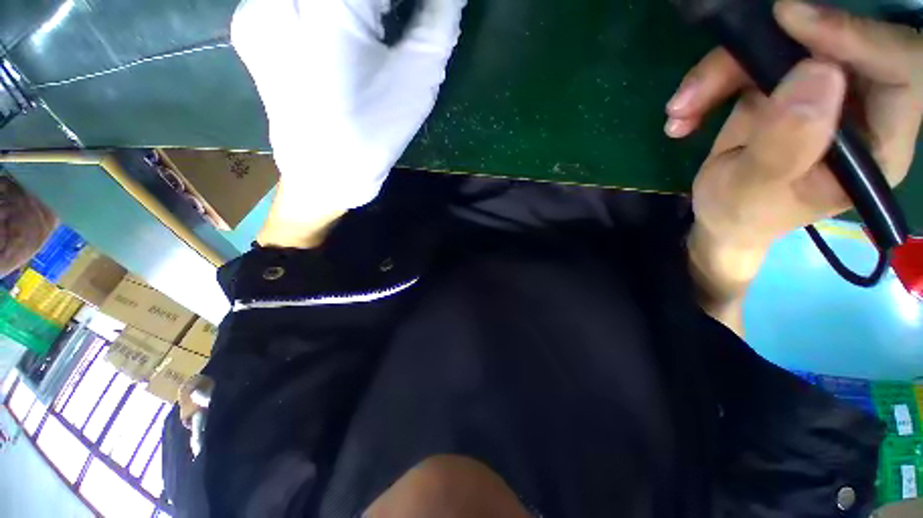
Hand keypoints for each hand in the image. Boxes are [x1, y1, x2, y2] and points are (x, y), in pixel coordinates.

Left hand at [232, 0, 466, 216]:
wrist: (326, 169)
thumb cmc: (377, 130)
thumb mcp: (419, 76)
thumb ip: (440, 16)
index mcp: (330, 6)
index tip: (420, 11)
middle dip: (383, 2)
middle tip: (397, 18)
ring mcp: (258, 3)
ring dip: (358, 5)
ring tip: (376, 24)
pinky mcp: (249, 20)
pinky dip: (324, 7)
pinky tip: (339, 29)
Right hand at [667, 0, 921, 253]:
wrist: (719, 214)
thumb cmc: (741, 214)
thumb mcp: (754, 192)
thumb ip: (786, 146)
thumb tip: (818, 74)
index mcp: (876, 144)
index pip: (900, 69)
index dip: (856, 36)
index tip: (793, 23)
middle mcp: (858, 107)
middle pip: (831, 44)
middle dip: (764, 53)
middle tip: (708, 79)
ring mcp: (818, 91)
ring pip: (782, 45)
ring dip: (720, 72)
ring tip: (680, 110)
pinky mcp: (783, 84)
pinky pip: (750, 59)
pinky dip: (710, 82)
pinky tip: (684, 115)